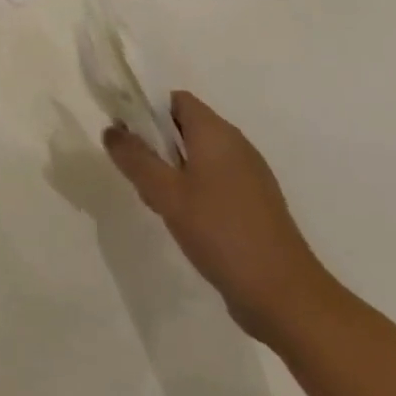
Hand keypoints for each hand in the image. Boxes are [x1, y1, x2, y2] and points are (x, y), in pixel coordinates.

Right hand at [103, 91, 338, 344]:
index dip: (145, 108)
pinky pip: (213, 179)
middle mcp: (236, 146)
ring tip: (154, 198)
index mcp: (217, 133)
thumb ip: (135, 158)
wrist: (284, 295)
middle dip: (154, 142)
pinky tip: (181, 218)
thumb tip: (111, 130)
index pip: (175, 100)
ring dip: (170, 168)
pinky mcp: (253, 204)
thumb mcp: (166, 193)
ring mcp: (248, 176)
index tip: (123, 133)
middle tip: (134, 171)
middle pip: (185, 126)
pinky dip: (190, 188)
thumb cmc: (221, 232)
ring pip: (197, 155)